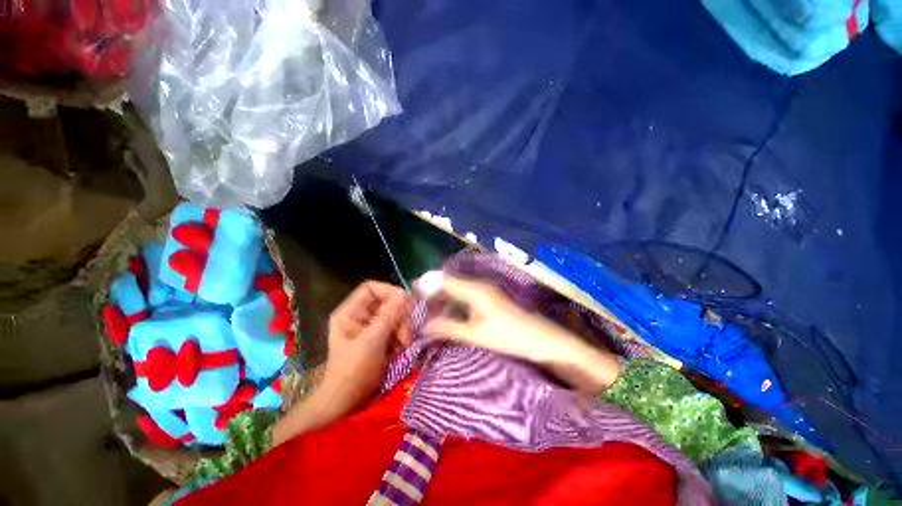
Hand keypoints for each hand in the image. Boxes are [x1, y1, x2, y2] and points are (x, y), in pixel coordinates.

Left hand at [320, 280, 411, 411]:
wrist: (346, 402)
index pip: (371, 288)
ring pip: (394, 315)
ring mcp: (370, 327)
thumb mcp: (372, 341)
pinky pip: (395, 327)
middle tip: (405, 334)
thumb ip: (389, 316)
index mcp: (350, 312)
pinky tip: (400, 349)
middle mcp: (360, 316)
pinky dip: (401, 336)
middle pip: (386, 302)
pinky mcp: (378, 337)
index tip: (405, 303)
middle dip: (399, 316)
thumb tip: (403, 293)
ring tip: (404, 345)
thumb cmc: (353, 371)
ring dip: (402, 328)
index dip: (389, 291)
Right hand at [423, 275, 619, 393]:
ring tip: (431, 307)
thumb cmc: (509, 337)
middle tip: (419, 302)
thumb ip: (449, 328)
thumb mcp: (475, 335)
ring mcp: (487, 290)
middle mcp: (480, 285)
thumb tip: (425, 326)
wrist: (543, 340)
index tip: (412, 290)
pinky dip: (455, 299)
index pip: (445, 281)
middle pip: (451, 282)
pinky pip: (467, 293)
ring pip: (459, 287)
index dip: (428, 284)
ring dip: (445, 295)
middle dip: (434, 289)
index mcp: (475, 290)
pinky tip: (451, 310)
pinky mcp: (492, 297)